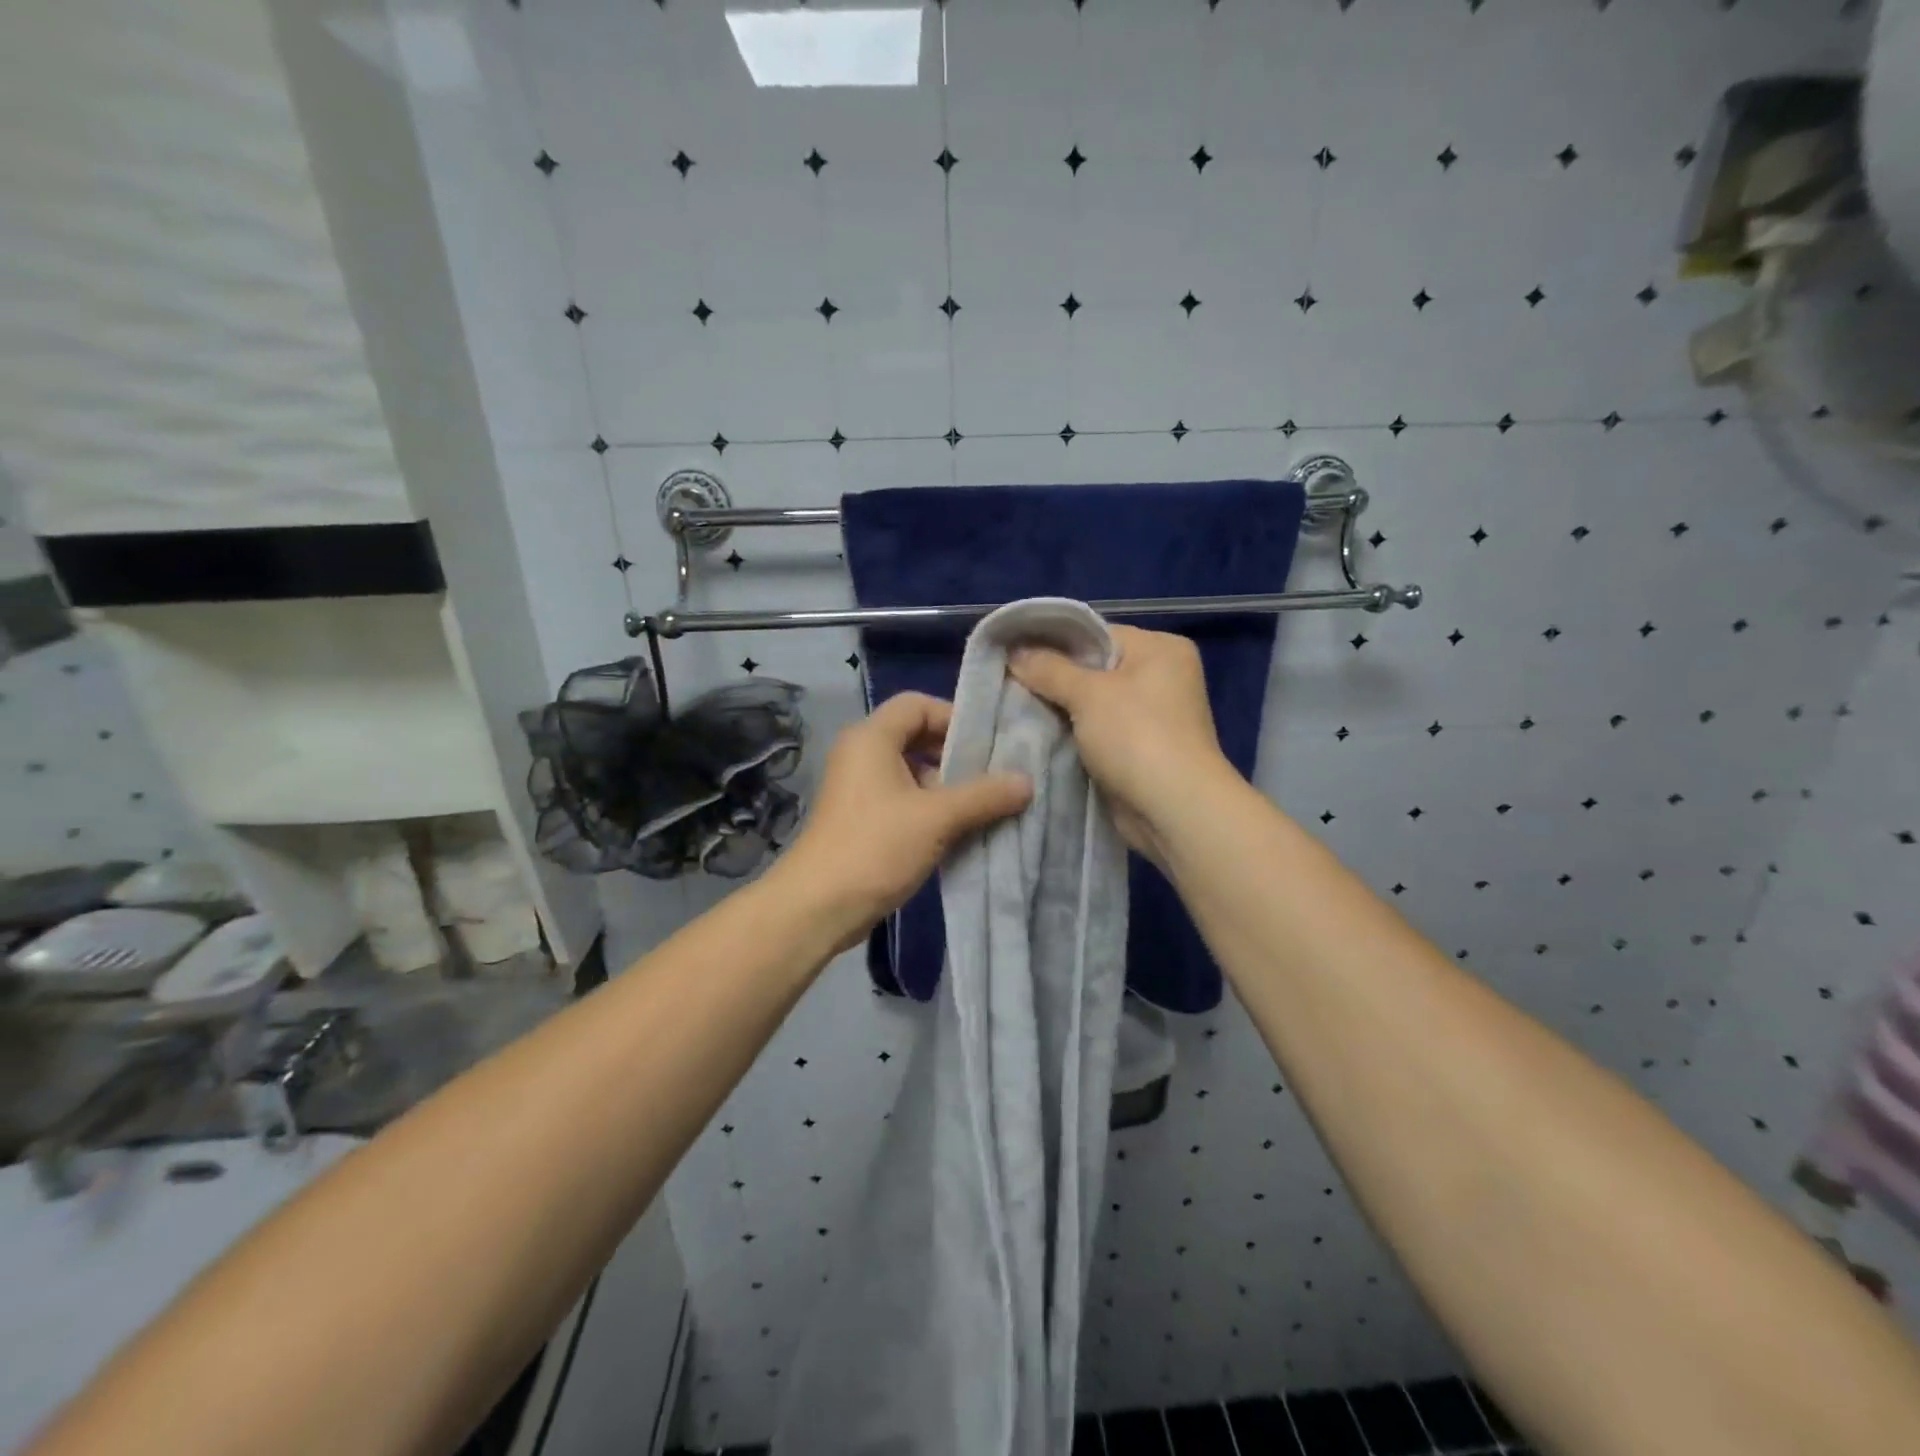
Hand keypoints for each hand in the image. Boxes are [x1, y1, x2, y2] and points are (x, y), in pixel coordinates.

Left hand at [775, 692, 1031, 950]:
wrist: (818, 906)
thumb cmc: (876, 847)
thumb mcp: (937, 817)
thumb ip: (984, 795)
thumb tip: (1027, 781)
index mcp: (872, 738)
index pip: (918, 704)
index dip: (954, 717)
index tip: (988, 745)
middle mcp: (861, 753)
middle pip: (916, 735)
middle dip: (955, 754)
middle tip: (992, 775)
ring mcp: (858, 787)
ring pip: (910, 770)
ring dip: (945, 785)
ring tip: (982, 806)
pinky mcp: (860, 817)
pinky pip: (902, 797)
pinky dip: (929, 806)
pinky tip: (957, 829)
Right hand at [1009, 625, 1233, 861]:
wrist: (1173, 809)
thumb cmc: (1136, 736)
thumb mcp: (1088, 694)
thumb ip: (1048, 669)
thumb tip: (1013, 650)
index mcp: (1160, 649)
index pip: (1097, 634)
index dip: (1054, 643)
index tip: (1013, 652)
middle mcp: (1162, 676)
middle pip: (1094, 668)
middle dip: (1054, 679)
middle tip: (1010, 682)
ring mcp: (1153, 716)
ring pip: (1093, 703)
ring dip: (1061, 710)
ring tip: (1017, 708)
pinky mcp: (1141, 749)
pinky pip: (1098, 731)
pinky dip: (1074, 734)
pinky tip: (1040, 735)